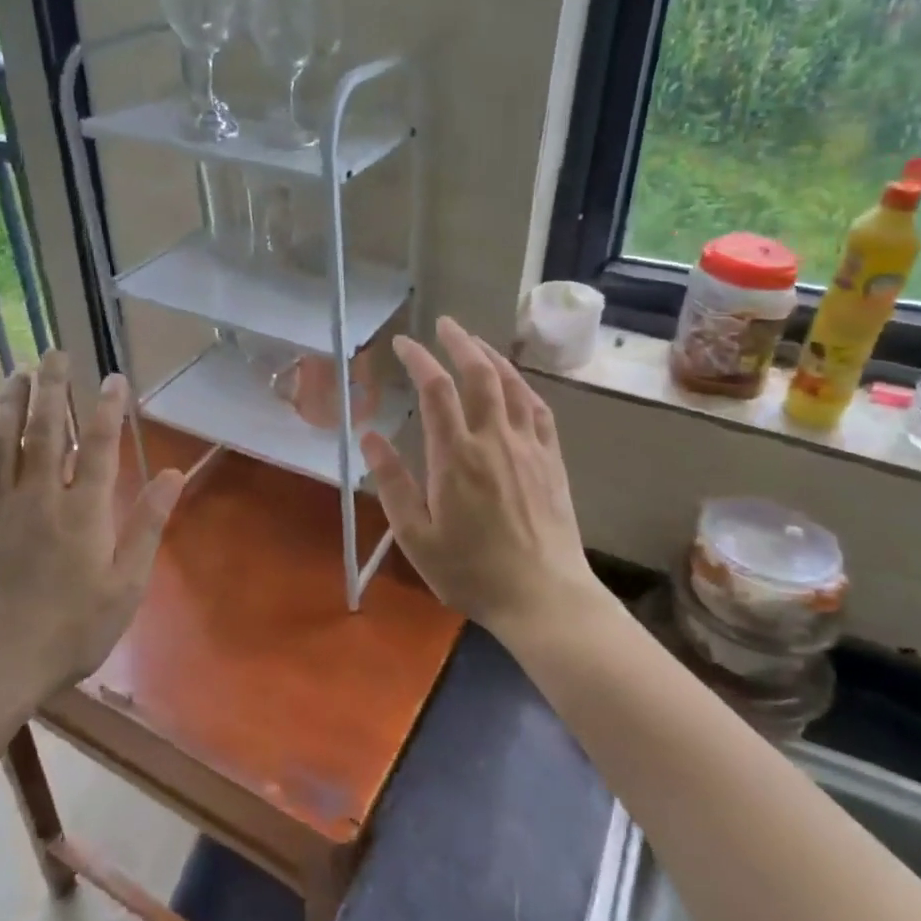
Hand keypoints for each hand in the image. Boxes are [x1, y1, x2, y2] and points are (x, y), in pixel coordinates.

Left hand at [0, 350, 185, 722]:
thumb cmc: (70, 629)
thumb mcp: (125, 584)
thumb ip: (147, 526)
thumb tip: (173, 475)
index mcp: (83, 510)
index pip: (98, 444)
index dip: (107, 407)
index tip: (113, 377)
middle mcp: (40, 497)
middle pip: (44, 430)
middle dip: (51, 387)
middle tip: (53, 353)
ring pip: (3, 444)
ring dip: (8, 404)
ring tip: (14, 372)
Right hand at [361, 316, 597, 635]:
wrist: (543, 597)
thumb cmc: (472, 572)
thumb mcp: (416, 538)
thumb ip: (392, 484)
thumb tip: (369, 436)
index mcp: (456, 456)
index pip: (436, 390)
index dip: (418, 359)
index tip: (402, 344)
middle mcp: (494, 440)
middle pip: (479, 374)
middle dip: (460, 342)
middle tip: (444, 324)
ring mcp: (528, 447)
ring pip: (512, 385)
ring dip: (491, 356)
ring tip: (474, 341)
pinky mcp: (551, 460)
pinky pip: (539, 409)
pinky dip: (522, 386)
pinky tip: (514, 383)